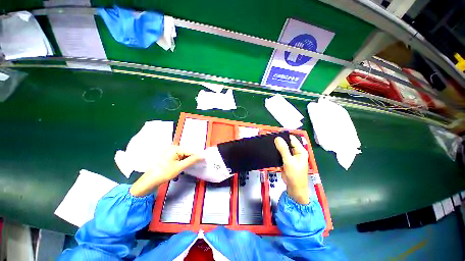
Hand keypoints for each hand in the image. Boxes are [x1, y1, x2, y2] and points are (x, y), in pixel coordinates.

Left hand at [130, 145, 202, 196]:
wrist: (148, 182)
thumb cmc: (163, 173)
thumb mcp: (179, 167)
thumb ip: (192, 160)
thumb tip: (202, 156)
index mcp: (175, 148)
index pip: (191, 151)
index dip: (198, 156)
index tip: (204, 161)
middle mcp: (172, 148)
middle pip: (187, 153)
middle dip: (193, 159)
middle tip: (198, 165)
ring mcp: (170, 153)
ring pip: (184, 156)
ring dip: (188, 161)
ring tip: (192, 167)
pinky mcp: (168, 157)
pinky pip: (179, 158)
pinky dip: (183, 162)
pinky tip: (184, 167)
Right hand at [274, 135, 309, 203]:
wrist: (294, 189)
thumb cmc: (295, 175)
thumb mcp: (289, 161)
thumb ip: (283, 149)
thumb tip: (277, 138)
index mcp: (300, 151)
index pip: (291, 139)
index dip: (283, 136)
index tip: (273, 135)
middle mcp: (296, 152)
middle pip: (287, 143)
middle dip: (279, 141)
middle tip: (269, 139)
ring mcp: (291, 156)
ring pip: (283, 148)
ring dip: (277, 147)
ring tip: (268, 144)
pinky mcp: (286, 160)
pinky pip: (281, 154)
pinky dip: (276, 152)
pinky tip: (270, 151)